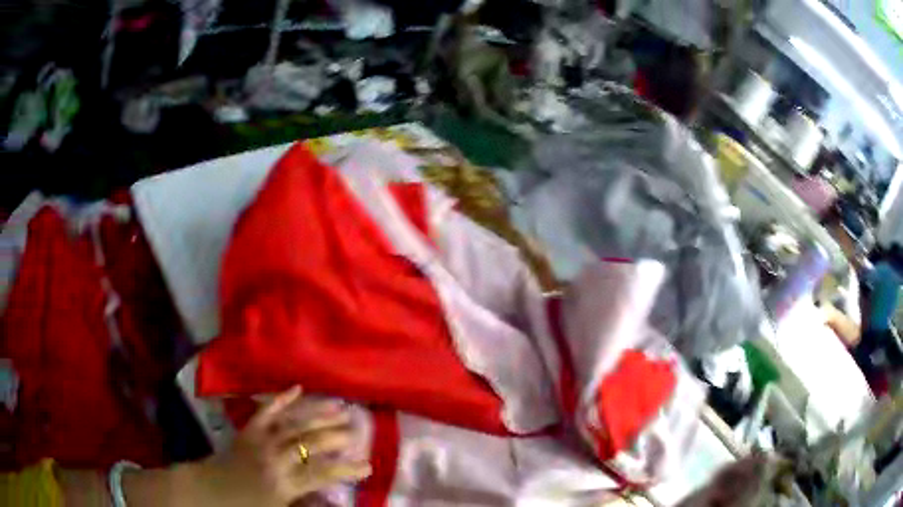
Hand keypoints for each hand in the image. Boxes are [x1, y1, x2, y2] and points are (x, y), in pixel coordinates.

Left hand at [184, 386, 370, 506]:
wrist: (209, 490)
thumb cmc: (246, 505)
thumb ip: (307, 504)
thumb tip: (334, 500)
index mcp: (284, 483)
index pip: (322, 473)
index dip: (346, 468)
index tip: (368, 464)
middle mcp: (274, 458)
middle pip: (310, 442)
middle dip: (336, 434)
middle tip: (358, 428)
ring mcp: (260, 440)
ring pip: (293, 422)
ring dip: (318, 412)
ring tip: (341, 405)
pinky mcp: (248, 429)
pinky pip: (266, 410)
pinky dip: (282, 398)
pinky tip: (297, 388)